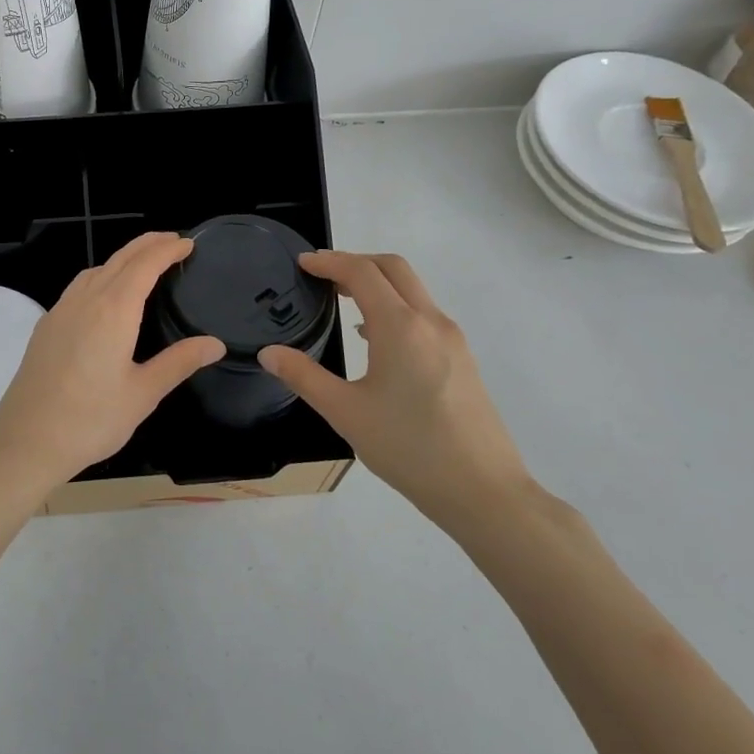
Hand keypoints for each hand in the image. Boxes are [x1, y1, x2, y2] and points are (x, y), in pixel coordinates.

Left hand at [0, 232, 225, 493]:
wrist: (25, 441)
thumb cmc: (90, 420)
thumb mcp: (143, 394)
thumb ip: (178, 362)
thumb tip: (214, 344)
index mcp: (113, 311)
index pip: (144, 265)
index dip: (167, 250)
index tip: (187, 243)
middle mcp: (85, 301)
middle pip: (119, 259)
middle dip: (147, 244)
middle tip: (172, 240)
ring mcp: (60, 312)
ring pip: (95, 270)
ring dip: (122, 258)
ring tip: (143, 264)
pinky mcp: (46, 327)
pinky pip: (78, 287)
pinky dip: (100, 276)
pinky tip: (105, 296)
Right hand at [258, 251, 532, 535]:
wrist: (483, 491)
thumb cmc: (409, 448)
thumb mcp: (346, 413)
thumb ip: (304, 377)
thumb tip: (269, 354)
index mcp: (400, 327)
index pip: (361, 273)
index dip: (329, 262)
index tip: (302, 263)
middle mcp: (430, 321)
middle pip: (393, 268)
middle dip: (356, 262)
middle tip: (322, 276)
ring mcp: (452, 339)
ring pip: (413, 290)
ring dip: (378, 283)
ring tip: (344, 302)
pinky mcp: (462, 359)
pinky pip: (424, 314)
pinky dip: (396, 306)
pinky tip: (376, 339)